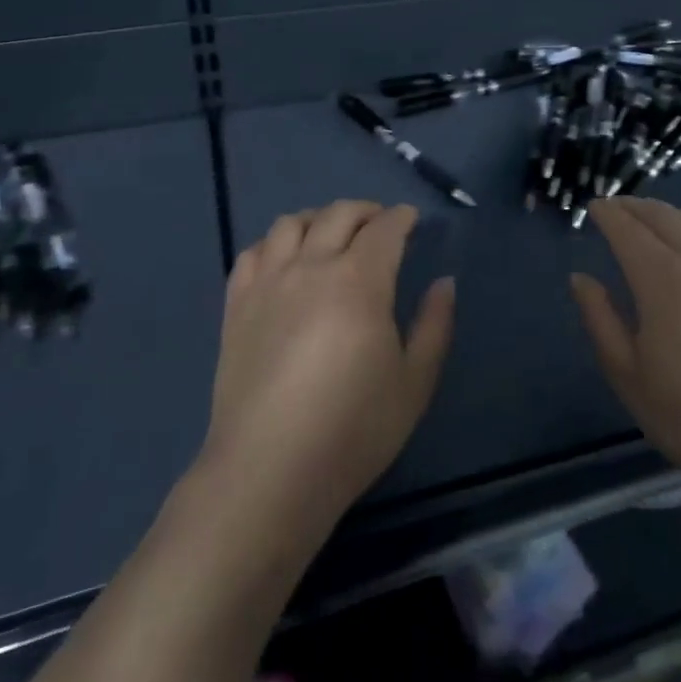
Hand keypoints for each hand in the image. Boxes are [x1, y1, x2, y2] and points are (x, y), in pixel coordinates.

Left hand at [204, 201, 454, 534]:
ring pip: (291, 224)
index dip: (401, 217)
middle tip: (380, 225)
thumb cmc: (353, 429)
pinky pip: (253, 253)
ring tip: (331, 235)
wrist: (270, 470)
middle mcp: (311, 267)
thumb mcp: (414, 382)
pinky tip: (285, 261)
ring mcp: (268, 283)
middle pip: (338, 215)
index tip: (412, 220)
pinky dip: (275, 243)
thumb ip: (434, 325)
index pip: (384, 229)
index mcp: (359, 281)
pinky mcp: (236, 306)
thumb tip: (444, 282)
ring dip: (318, 218)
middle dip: (365, 211)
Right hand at [571, 197, 680, 527]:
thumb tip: (581, 278)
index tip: (594, 206)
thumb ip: (600, 318)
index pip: (627, 230)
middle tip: (617, 207)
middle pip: (663, 216)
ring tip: (655, 217)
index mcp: (661, 279)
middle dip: (635, 206)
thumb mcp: (628, 374)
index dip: (608, 214)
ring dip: (669, 212)